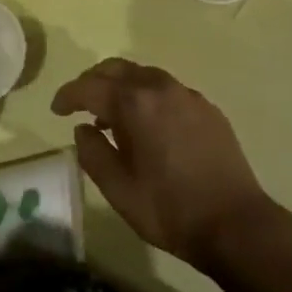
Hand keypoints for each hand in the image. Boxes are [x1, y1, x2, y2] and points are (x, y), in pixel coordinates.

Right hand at [51, 58, 279, 273]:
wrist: (236, 223)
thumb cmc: (170, 209)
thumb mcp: (119, 190)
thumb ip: (93, 153)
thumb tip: (83, 128)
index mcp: (135, 103)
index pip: (90, 86)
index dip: (68, 95)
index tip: (56, 109)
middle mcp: (161, 87)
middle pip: (117, 68)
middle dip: (93, 81)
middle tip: (79, 103)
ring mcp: (188, 95)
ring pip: (144, 75)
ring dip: (122, 86)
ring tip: (111, 114)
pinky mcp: (207, 108)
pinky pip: (167, 89)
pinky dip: (147, 95)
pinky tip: (147, 123)